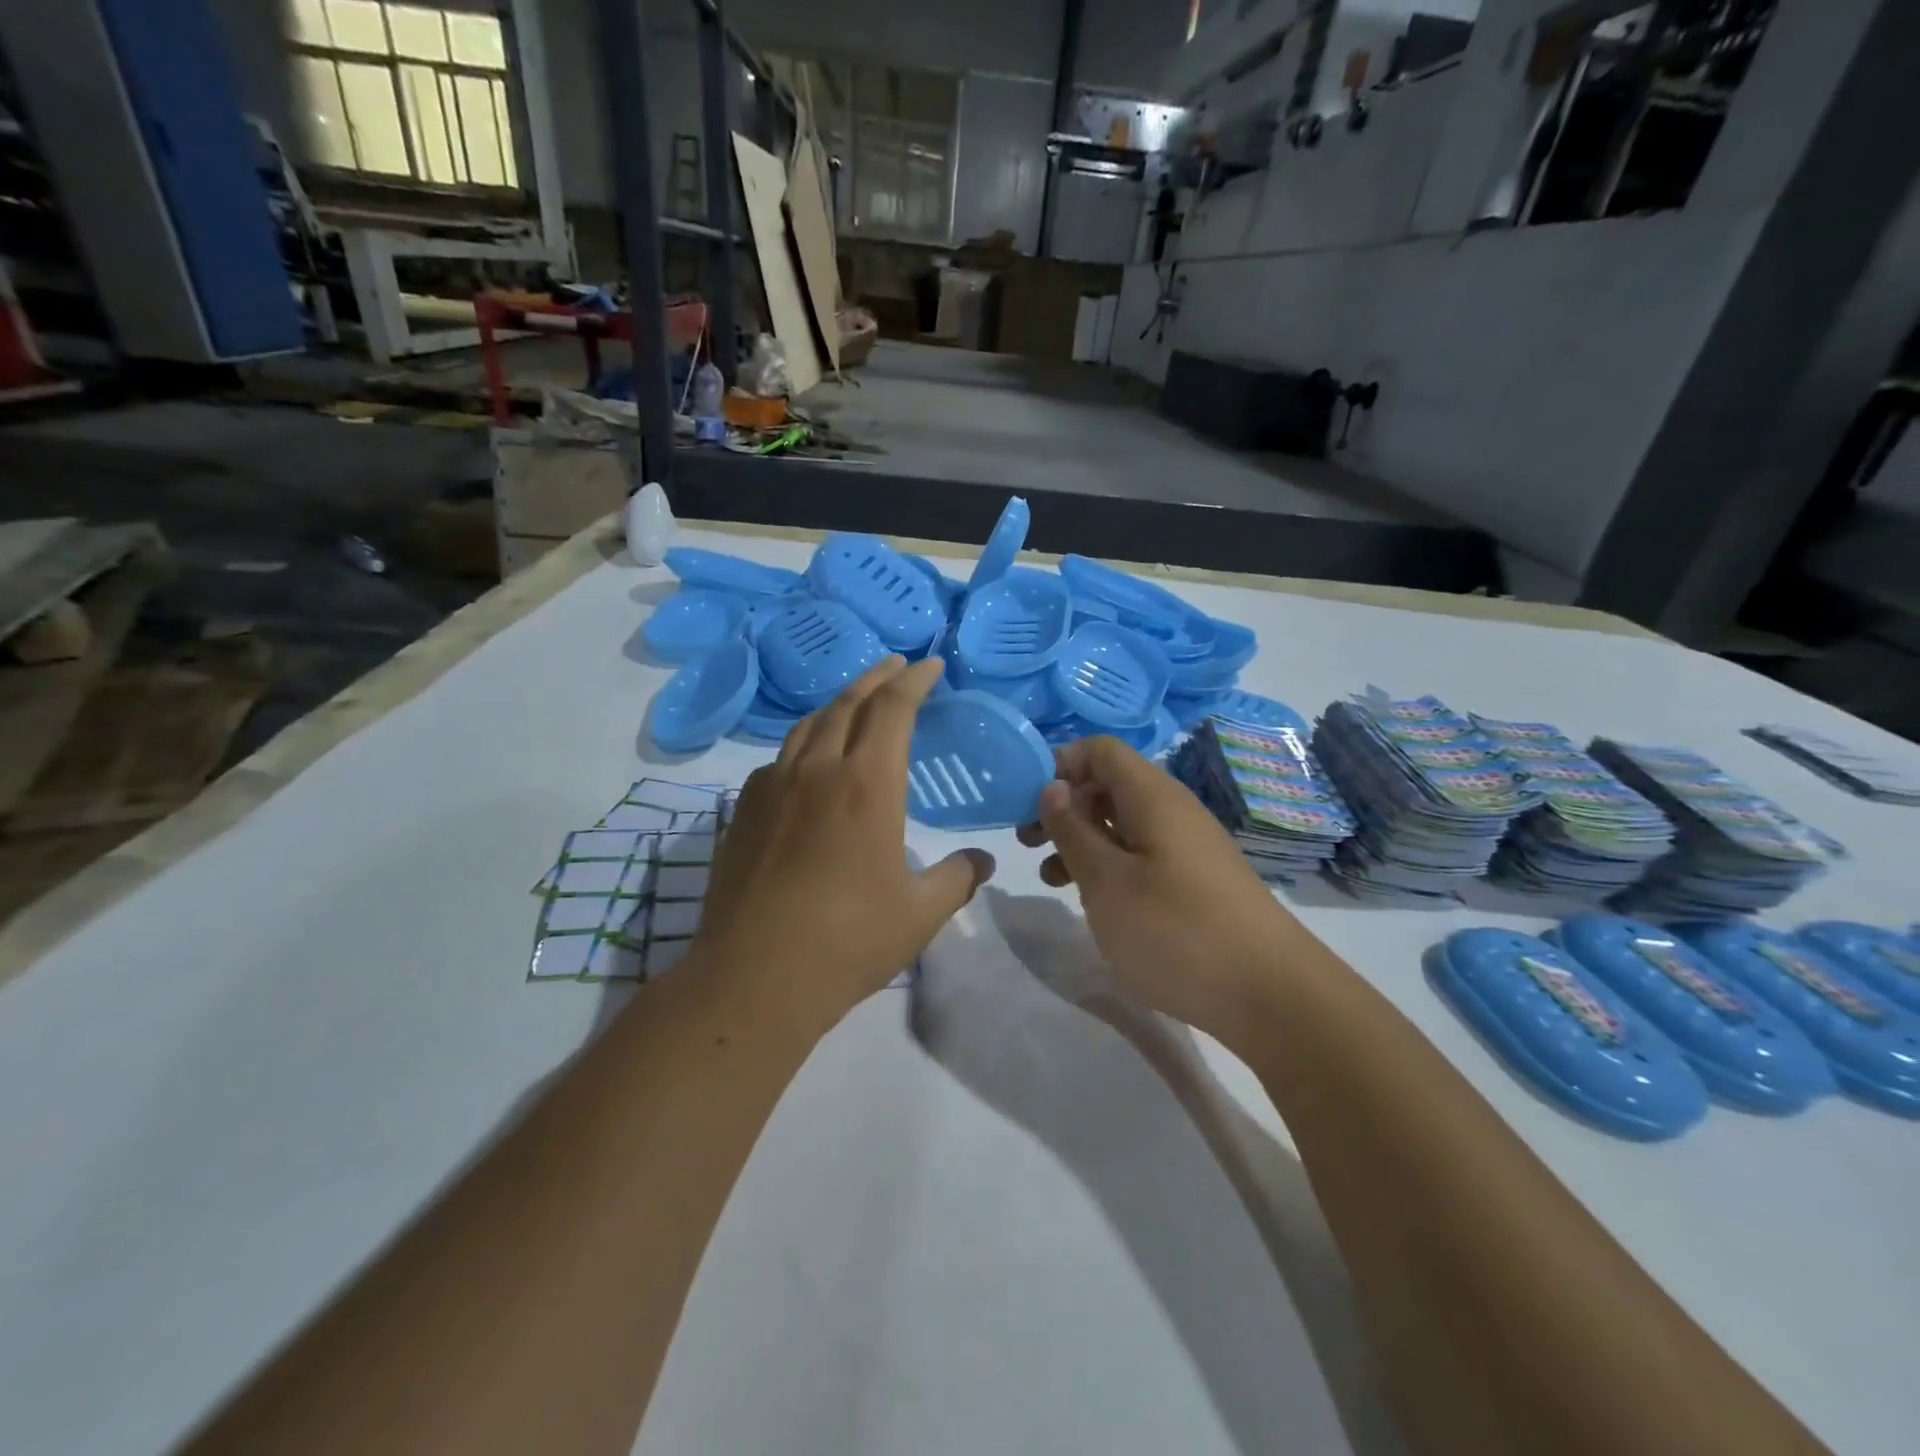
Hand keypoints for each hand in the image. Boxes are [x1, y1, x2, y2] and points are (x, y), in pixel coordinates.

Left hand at [690, 656, 993, 1031]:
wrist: (755, 976)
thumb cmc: (848, 940)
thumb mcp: (920, 913)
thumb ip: (957, 878)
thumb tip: (983, 862)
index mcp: (867, 784)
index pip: (893, 709)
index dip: (914, 681)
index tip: (930, 666)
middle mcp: (818, 770)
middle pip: (848, 703)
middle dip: (876, 678)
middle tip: (896, 666)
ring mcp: (773, 787)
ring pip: (808, 725)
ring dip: (838, 704)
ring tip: (855, 701)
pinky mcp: (745, 811)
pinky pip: (779, 758)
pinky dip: (804, 743)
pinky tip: (808, 762)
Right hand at [1018, 736, 1298, 1039]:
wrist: (1270, 993)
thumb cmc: (1175, 930)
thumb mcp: (1106, 881)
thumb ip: (1072, 830)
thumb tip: (1053, 786)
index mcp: (1151, 796)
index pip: (1100, 750)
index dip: (1060, 764)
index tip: (1026, 801)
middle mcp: (1172, 809)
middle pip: (1109, 784)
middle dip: (1064, 805)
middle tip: (1028, 841)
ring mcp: (1187, 845)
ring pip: (1122, 822)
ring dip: (1081, 839)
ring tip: (1050, 876)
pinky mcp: (1195, 878)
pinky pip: (1142, 853)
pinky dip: (1109, 865)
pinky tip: (1093, 899)